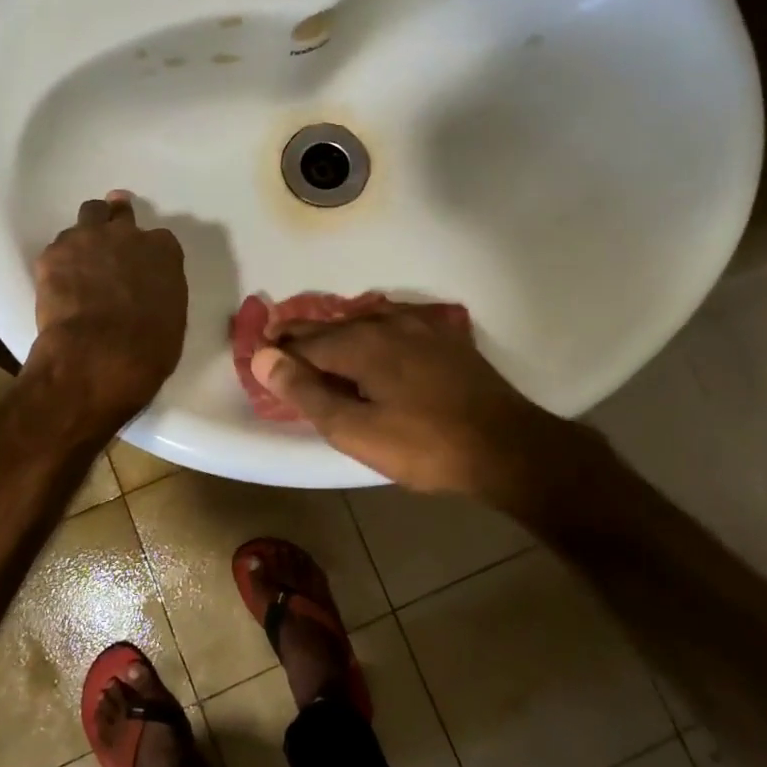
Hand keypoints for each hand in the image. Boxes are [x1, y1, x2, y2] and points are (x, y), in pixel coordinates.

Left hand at [30, 192, 187, 426]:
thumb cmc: (148, 347)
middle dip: (115, 220)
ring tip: (80, 255)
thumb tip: (146, 293)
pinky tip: (58, 281)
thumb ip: (160, 292)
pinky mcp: (53, 253)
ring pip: (87, 217)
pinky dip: (60, 261)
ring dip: (86, 233)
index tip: (142, 263)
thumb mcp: (171, 318)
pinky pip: (57, 248)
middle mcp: (126, 234)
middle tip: (109, 231)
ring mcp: (87, 239)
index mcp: (163, 251)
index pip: (159, 239)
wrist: (99, 355)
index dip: (148, 250)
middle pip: (119, 213)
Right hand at [251, 307, 595, 507]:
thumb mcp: (356, 430)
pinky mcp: (445, 337)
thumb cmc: (425, 445)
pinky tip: (374, 338)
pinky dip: (371, 329)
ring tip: (319, 343)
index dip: (278, 348)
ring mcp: (421, 326)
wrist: (507, 446)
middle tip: (279, 344)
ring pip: (365, 320)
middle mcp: (388, 322)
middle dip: (303, 335)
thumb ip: (307, 393)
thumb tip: (263, 358)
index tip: (258, 353)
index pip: (305, 341)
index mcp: (362, 343)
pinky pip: (395, 323)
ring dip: (337, 330)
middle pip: (333, 325)